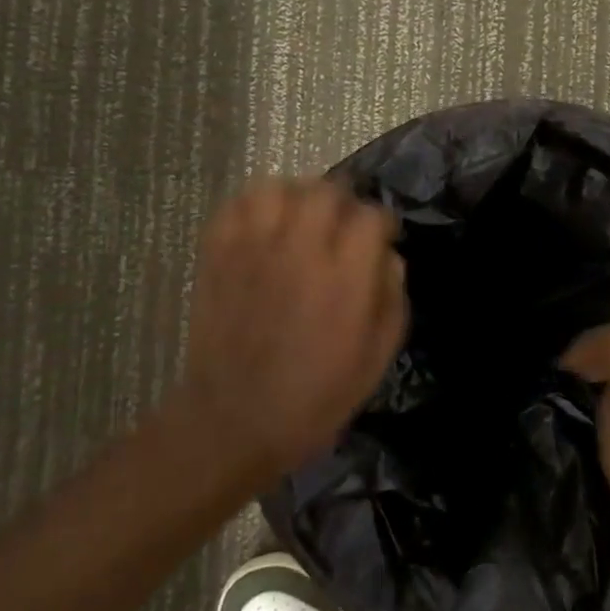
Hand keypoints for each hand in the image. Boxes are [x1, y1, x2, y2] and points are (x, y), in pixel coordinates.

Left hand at [163, 178, 405, 488]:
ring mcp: (252, 251)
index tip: (382, 238)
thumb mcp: (377, 359)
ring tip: (302, 219)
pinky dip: (254, 206)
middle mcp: (299, 253)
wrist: (233, 422)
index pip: (370, 217)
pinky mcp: (217, 256)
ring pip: (277, 187)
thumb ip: (392, 299)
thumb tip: (389, 257)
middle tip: (343, 228)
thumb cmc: (315, 397)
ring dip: (297, 197)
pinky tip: (265, 228)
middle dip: (344, 203)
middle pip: (326, 191)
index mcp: (344, 280)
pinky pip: (235, 205)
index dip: (382, 223)